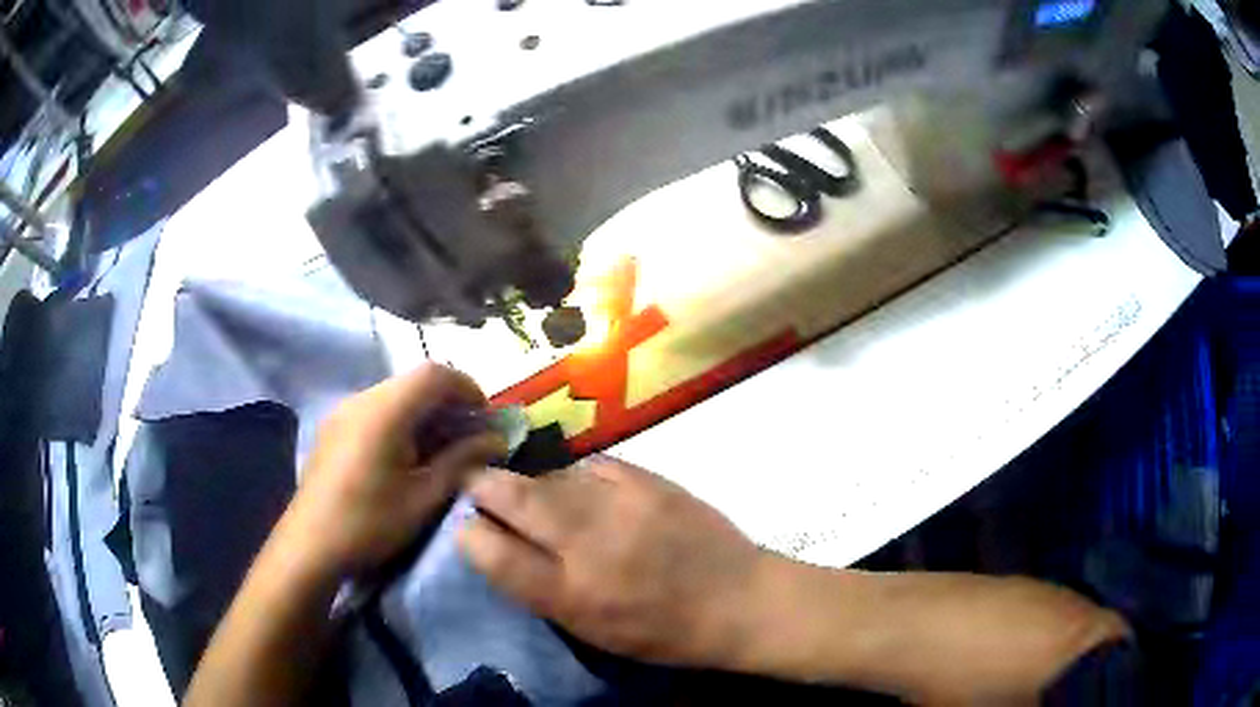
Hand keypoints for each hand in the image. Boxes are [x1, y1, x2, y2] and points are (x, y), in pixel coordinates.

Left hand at [279, 364, 506, 581]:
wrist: (310, 546)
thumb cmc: (370, 524)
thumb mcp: (423, 498)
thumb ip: (461, 462)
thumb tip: (495, 440)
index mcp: (384, 411)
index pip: (434, 374)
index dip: (467, 388)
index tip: (485, 419)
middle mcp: (361, 400)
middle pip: (413, 382)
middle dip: (448, 403)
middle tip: (469, 438)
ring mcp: (343, 412)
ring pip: (394, 395)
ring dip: (424, 413)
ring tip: (441, 450)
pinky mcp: (334, 428)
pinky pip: (375, 410)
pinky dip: (401, 421)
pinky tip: (406, 456)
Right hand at [458, 457, 767, 668]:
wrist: (736, 599)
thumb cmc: (662, 631)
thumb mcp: (592, 630)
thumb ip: (541, 589)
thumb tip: (500, 546)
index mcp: (569, 595)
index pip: (493, 553)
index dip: (468, 534)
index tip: (465, 526)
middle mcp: (587, 545)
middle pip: (512, 498)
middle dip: (482, 486)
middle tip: (476, 485)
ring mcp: (619, 504)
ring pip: (548, 475)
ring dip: (530, 482)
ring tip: (529, 489)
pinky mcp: (648, 479)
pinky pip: (590, 465)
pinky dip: (575, 475)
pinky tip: (578, 485)